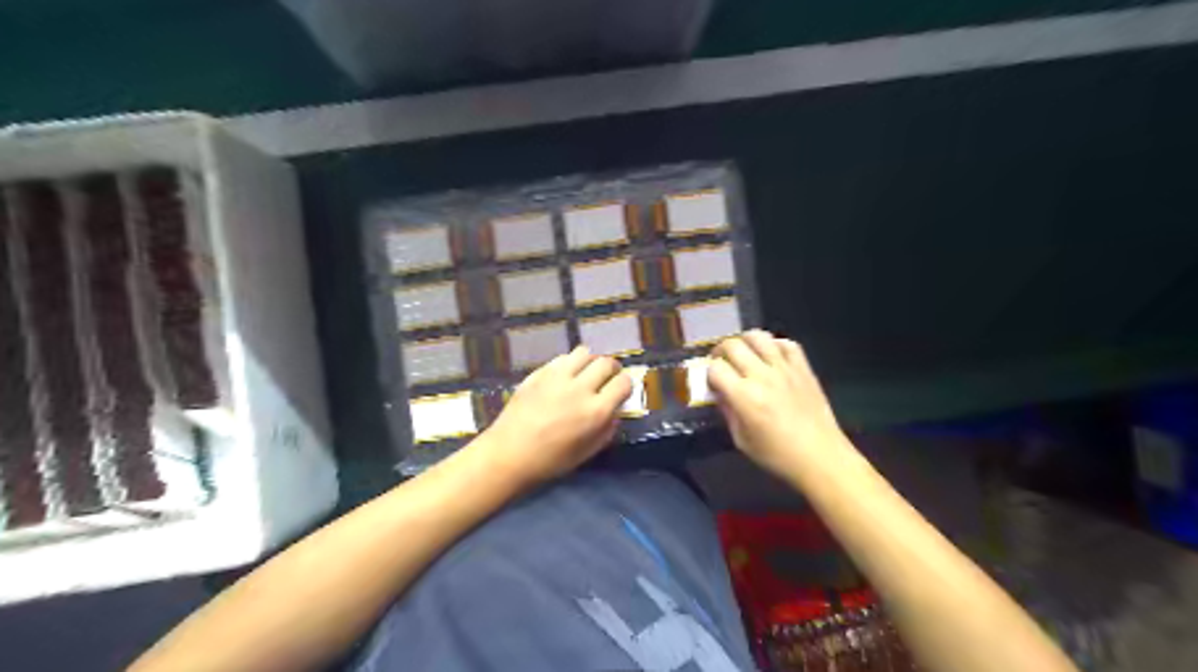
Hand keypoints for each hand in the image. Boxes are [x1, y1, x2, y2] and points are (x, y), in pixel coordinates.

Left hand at [473, 346, 629, 487]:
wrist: (508, 454)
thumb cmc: (550, 461)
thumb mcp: (586, 453)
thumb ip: (606, 431)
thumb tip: (614, 413)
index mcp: (595, 412)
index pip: (623, 383)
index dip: (626, 385)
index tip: (621, 390)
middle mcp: (580, 389)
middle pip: (606, 363)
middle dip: (612, 369)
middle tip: (608, 377)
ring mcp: (558, 377)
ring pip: (585, 353)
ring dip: (591, 361)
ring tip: (586, 371)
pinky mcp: (539, 373)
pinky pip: (562, 358)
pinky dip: (570, 363)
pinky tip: (565, 375)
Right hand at [705, 329, 846, 474]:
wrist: (821, 457)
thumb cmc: (777, 455)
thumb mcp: (741, 440)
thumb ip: (727, 411)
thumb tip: (719, 393)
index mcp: (744, 397)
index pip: (715, 368)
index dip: (709, 373)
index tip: (712, 382)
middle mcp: (762, 376)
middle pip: (733, 346)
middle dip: (721, 352)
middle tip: (722, 362)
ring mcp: (785, 369)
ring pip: (758, 337)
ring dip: (745, 341)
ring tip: (744, 352)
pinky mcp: (803, 368)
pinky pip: (787, 344)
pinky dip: (774, 345)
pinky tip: (771, 356)